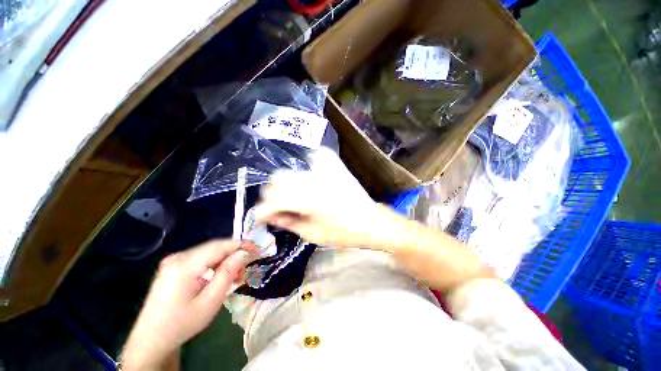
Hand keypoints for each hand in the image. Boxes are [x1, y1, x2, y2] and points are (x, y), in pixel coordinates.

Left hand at [121, 240, 252, 369]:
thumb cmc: (183, 323)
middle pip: (214, 248)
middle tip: (247, 266)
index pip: (219, 246)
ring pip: (208, 253)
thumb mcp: (210, 301)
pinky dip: (214, 264)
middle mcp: (178, 257)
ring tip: (236, 274)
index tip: (257, 249)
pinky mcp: (173, 266)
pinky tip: (220, 275)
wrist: (152, 339)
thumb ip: (228, 273)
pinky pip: (200, 259)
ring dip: (225, 260)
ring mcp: (174, 261)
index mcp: (185, 265)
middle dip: (234, 254)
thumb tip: (243, 253)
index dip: (240, 244)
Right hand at [254, 147, 391, 249]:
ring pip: (290, 170)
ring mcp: (324, 168)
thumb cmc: (343, 232)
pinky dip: (304, 170)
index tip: (260, 217)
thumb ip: (287, 222)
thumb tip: (270, 215)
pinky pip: (310, 158)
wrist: (370, 220)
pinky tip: (308, 181)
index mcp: (309, 200)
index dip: (262, 210)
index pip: (274, 199)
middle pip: (277, 178)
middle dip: (271, 194)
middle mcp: (314, 179)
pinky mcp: (333, 164)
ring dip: (285, 184)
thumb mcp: (312, 234)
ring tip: (292, 196)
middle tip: (277, 207)